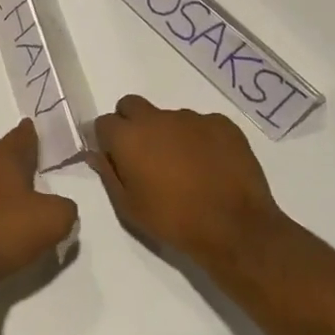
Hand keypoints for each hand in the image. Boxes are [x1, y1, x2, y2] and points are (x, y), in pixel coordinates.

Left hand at [0, 120, 78, 295]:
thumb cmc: (3, 231)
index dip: (33, 132)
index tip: (39, 129)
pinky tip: (4, 220)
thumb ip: (66, 207)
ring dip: (7, 184)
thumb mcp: (53, 220)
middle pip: (4, 155)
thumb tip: (60, 205)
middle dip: (21, 159)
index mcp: (2, 157)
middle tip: (40, 165)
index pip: (22, 135)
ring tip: (26, 196)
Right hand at [94, 95, 280, 265]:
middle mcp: (156, 118)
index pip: (104, 123)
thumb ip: (108, 174)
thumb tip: (97, 154)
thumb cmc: (174, 221)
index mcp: (127, 137)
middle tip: (145, 155)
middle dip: (132, 123)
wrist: (237, 229)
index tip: (117, 159)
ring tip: (186, 166)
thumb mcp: (129, 207)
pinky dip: (200, 139)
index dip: (108, 140)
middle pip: (131, 105)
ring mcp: (191, 118)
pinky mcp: (222, 124)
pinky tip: (211, 165)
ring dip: (168, 134)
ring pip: (168, 117)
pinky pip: (202, 124)